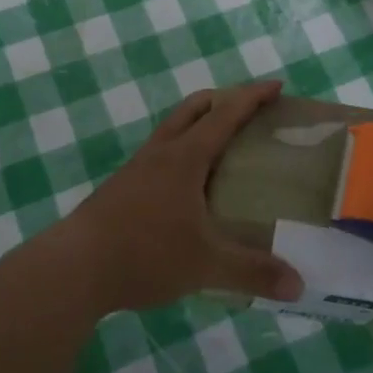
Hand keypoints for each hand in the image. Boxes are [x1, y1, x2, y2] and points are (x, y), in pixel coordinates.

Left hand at [54, 81, 304, 313]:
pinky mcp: (121, 188)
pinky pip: (159, 155)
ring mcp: (136, 169)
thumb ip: (253, 272)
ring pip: (172, 130)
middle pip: (193, 109)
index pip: (225, 114)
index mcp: (185, 157)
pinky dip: (181, 153)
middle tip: (250, 110)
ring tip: (222, 146)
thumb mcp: (206, 265)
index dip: (252, 97)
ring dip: (198, 124)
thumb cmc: (145, 254)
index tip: (277, 86)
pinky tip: (188, 187)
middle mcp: (160, 153)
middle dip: (223, 99)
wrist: (74, 268)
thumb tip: (299, 286)